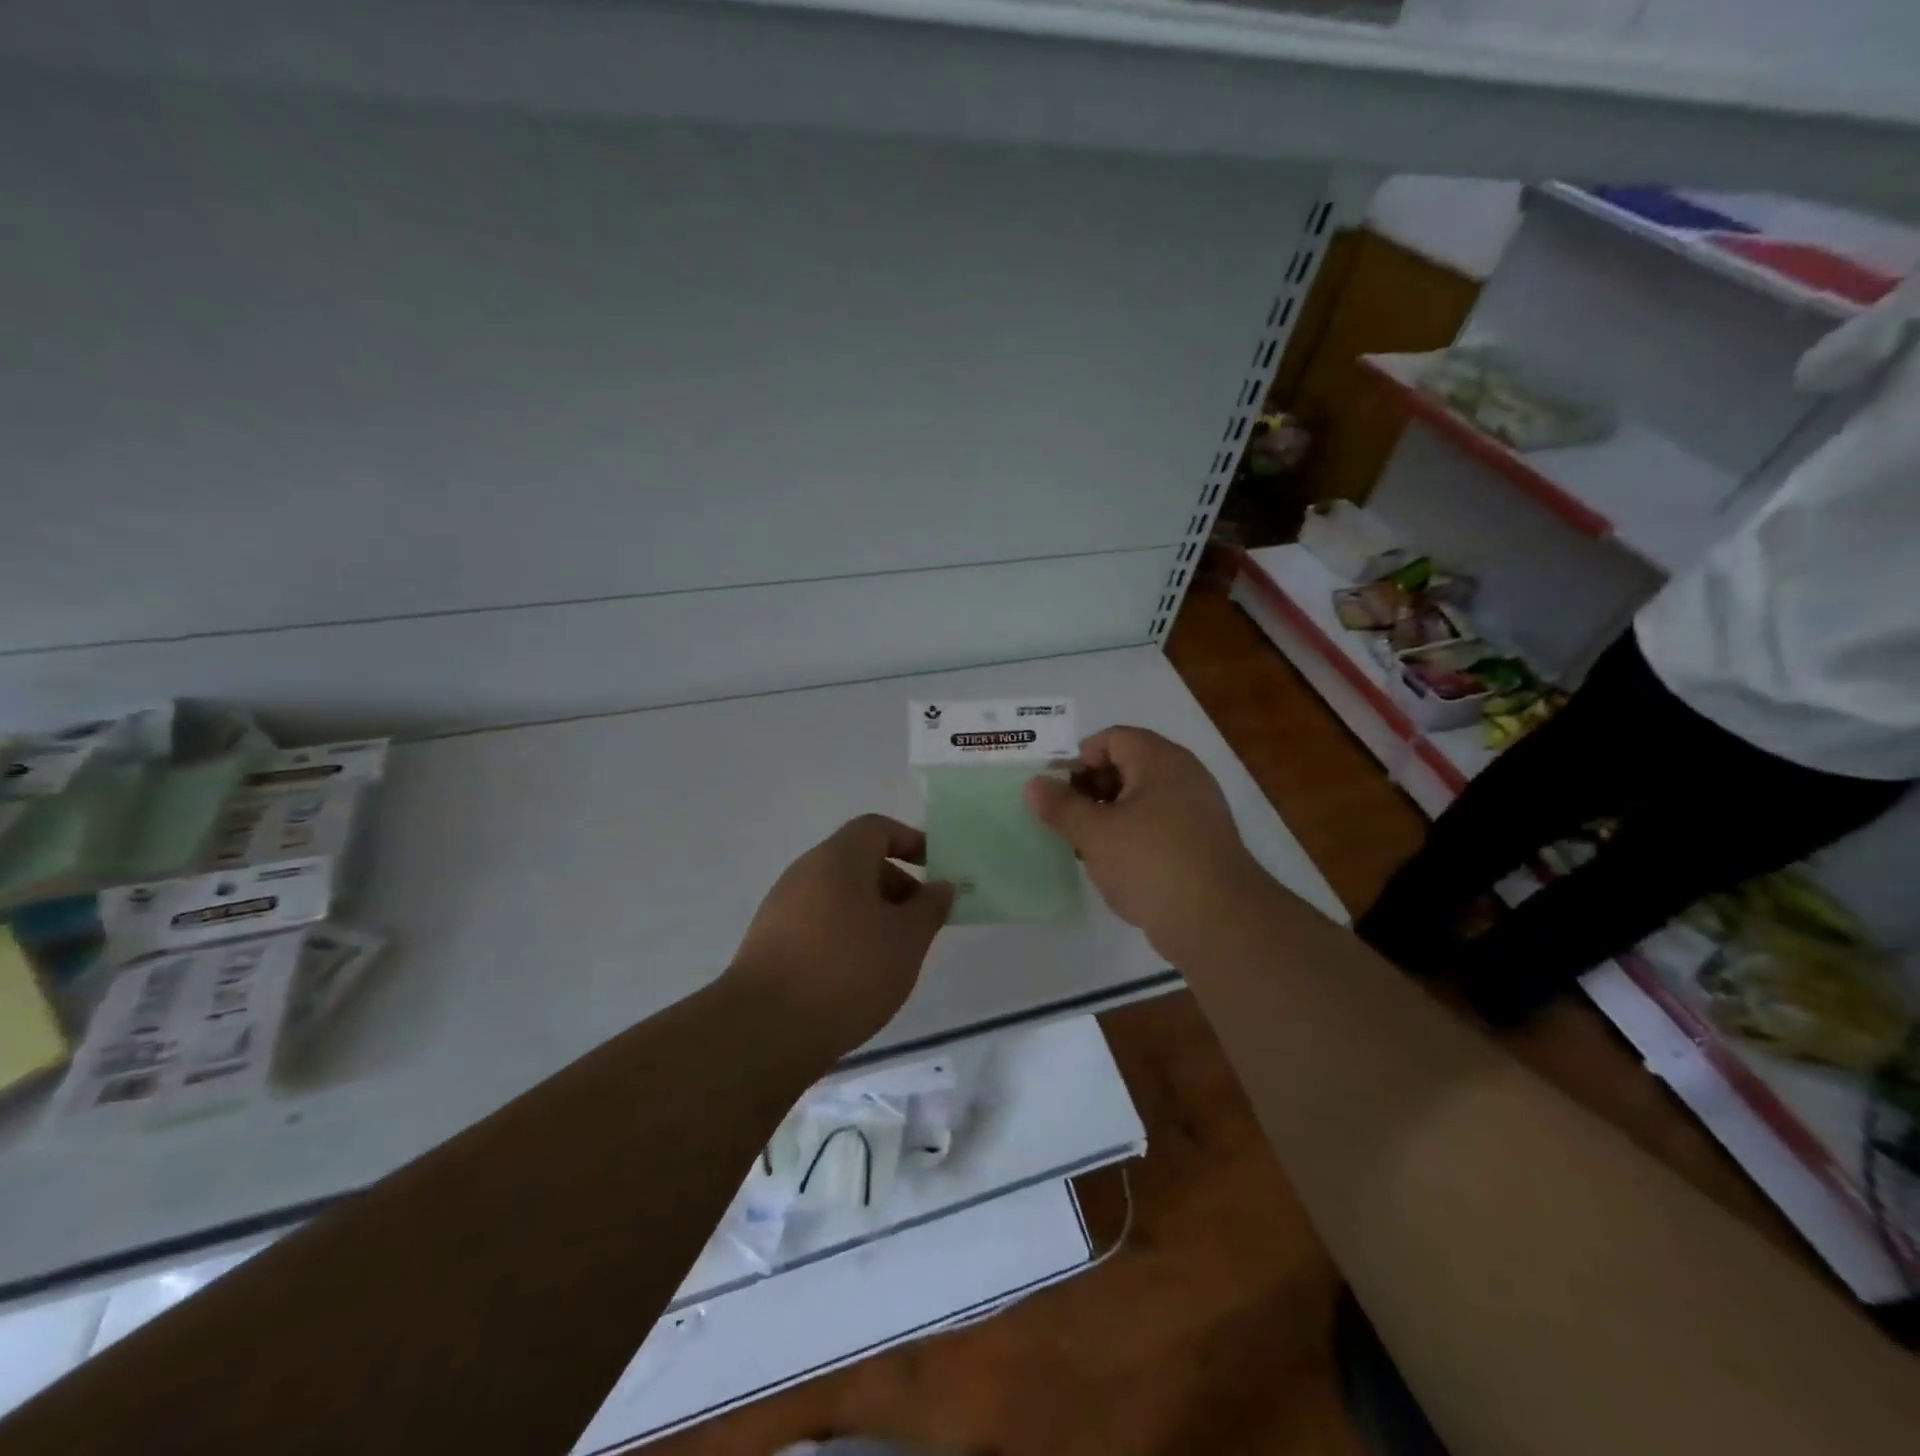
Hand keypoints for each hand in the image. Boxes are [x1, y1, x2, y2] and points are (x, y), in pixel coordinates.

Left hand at [728, 815, 955, 1052]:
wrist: (766, 1029)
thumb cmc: (848, 970)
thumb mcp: (907, 939)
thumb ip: (930, 907)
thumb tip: (940, 886)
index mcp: (838, 858)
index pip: (876, 828)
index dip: (910, 841)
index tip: (935, 870)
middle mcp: (805, 872)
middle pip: (858, 863)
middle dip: (896, 886)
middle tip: (920, 924)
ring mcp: (782, 908)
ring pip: (839, 897)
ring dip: (872, 916)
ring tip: (893, 956)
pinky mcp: (769, 943)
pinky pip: (818, 925)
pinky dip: (845, 937)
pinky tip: (857, 977)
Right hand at [1024, 726, 1264, 951]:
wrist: (1217, 920)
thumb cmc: (1150, 862)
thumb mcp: (1094, 833)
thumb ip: (1060, 806)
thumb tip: (1034, 784)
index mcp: (1159, 760)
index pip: (1111, 738)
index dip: (1079, 760)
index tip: (1058, 793)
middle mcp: (1183, 775)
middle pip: (1127, 766)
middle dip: (1091, 790)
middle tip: (1068, 821)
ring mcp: (1197, 810)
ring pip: (1141, 800)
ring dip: (1109, 817)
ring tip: (1086, 847)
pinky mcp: (1201, 843)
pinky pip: (1158, 826)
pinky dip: (1133, 838)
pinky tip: (1116, 867)